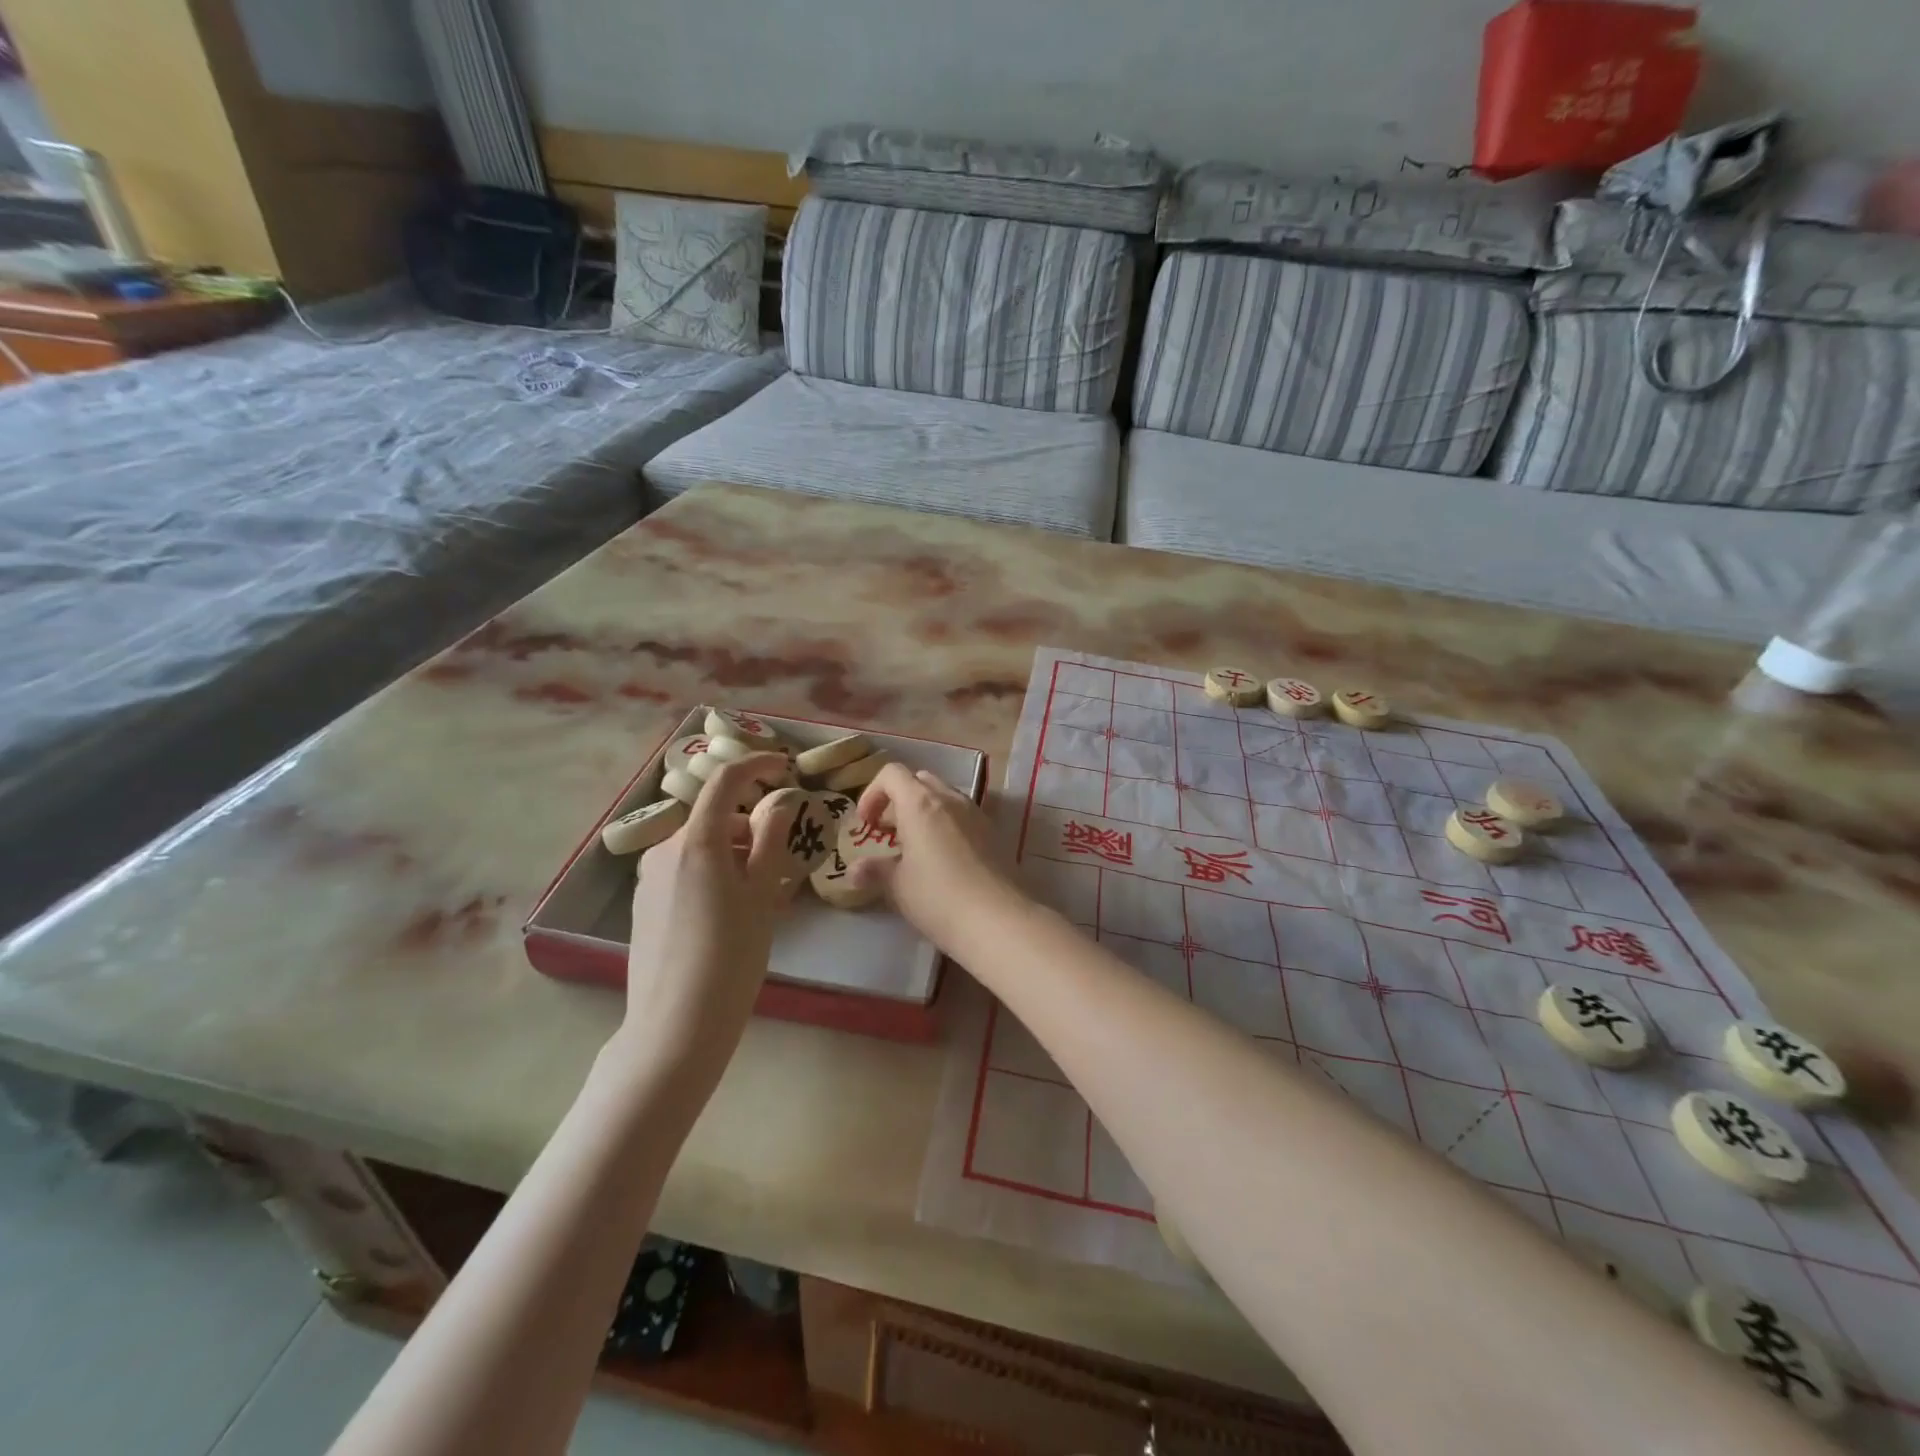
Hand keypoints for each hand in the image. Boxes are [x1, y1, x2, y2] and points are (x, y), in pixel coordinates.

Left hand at [624, 753, 800, 1043]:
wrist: (676, 1025)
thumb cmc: (732, 955)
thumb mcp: (763, 894)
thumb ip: (772, 839)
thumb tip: (779, 801)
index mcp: (697, 841)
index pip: (725, 781)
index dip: (755, 765)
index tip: (784, 766)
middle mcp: (665, 849)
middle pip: (716, 820)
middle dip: (751, 828)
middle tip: (784, 861)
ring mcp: (649, 877)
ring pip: (701, 848)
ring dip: (733, 855)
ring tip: (762, 895)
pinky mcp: (643, 904)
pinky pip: (685, 872)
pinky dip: (713, 875)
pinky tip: (731, 913)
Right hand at [852, 763, 1021, 949]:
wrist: (998, 919)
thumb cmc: (938, 897)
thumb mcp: (898, 886)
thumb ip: (875, 871)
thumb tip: (854, 870)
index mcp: (920, 803)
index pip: (892, 774)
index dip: (872, 793)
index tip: (866, 824)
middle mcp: (950, 799)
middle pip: (919, 781)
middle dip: (899, 800)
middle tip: (890, 833)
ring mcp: (976, 814)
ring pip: (944, 797)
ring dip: (925, 812)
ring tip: (916, 848)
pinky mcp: (994, 833)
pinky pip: (963, 816)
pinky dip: (947, 826)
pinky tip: (944, 861)